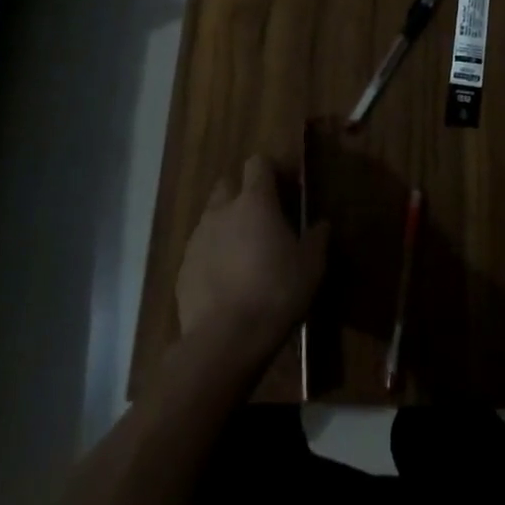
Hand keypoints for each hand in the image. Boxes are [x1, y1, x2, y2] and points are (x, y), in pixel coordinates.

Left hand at [177, 155, 326, 359]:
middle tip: (262, 219)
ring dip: (227, 226)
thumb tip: (321, 225)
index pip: (258, 163)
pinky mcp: (183, 269)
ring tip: (244, 254)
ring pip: (211, 218)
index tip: (286, 188)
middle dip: (242, 194)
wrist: (224, 341)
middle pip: (228, 184)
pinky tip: (227, 282)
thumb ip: (316, 239)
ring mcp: (197, 239)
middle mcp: (221, 211)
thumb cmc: (275, 293)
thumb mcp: (311, 266)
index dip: (272, 171)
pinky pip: (200, 250)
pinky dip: (213, 256)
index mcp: (254, 201)